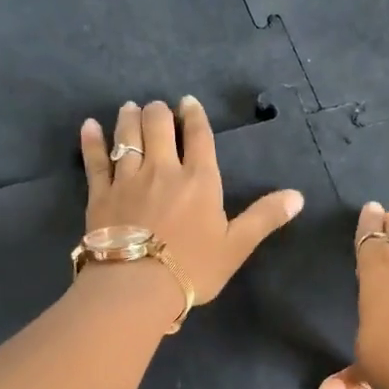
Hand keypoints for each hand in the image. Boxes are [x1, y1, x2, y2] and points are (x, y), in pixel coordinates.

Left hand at [80, 98, 303, 315]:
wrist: (138, 286)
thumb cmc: (193, 268)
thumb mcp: (237, 246)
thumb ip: (264, 217)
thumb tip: (298, 196)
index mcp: (200, 180)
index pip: (199, 137)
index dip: (195, 116)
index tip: (189, 102)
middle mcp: (163, 169)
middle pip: (158, 126)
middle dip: (159, 112)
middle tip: (158, 109)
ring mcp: (128, 179)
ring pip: (127, 136)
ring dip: (130, 118)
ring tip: (131, 108)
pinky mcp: (100, 194)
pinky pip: (94, 160)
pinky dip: (91, 140)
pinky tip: (89, 125)